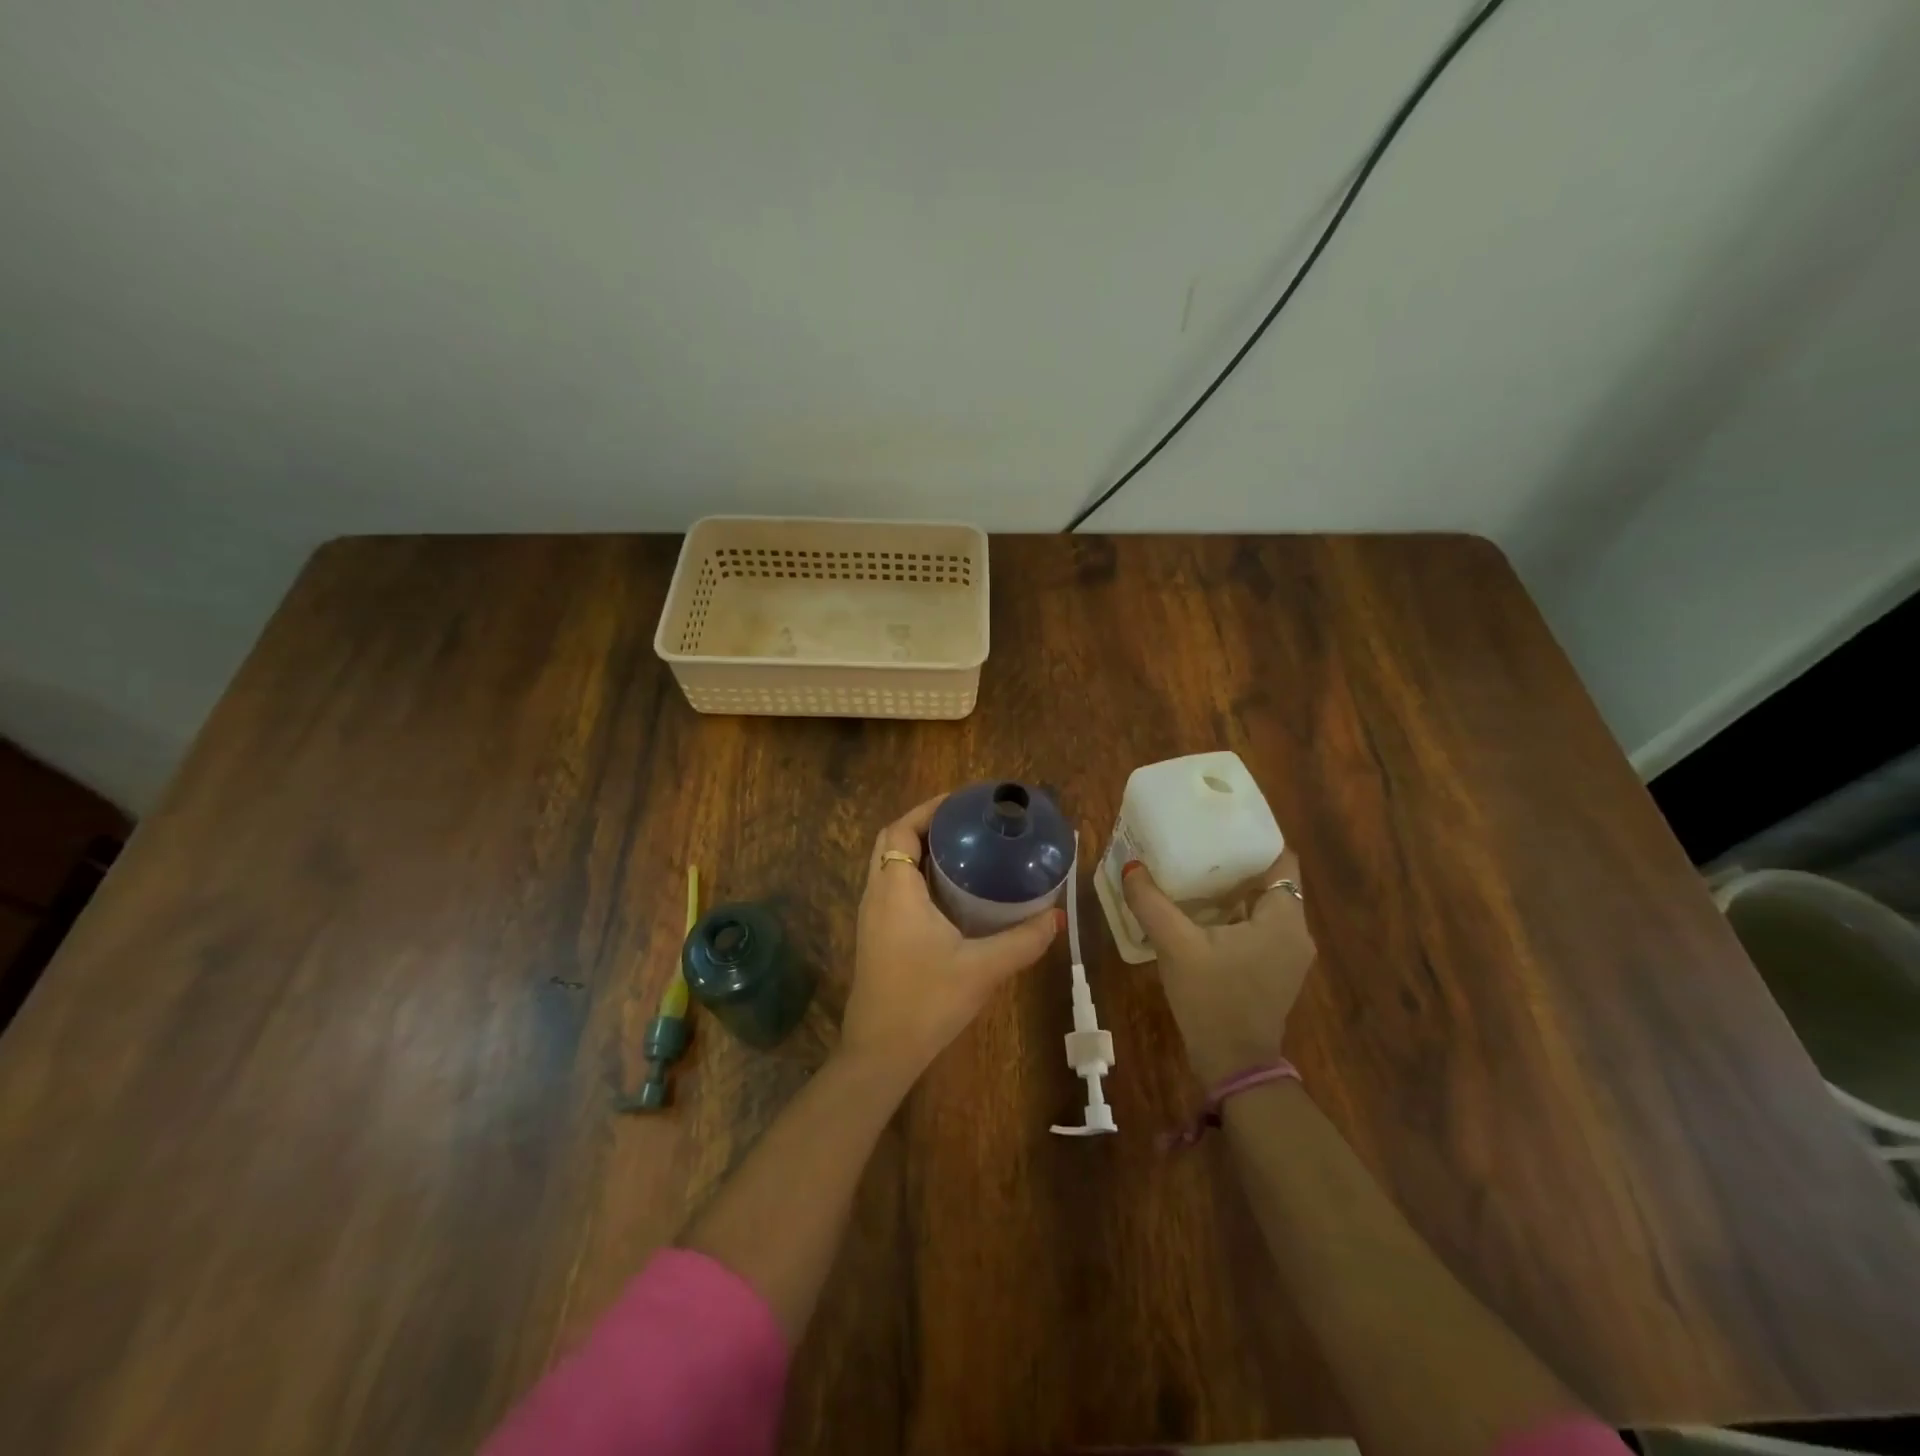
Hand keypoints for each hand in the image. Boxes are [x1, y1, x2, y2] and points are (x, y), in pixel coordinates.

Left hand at [841, 795, 1061, 1089]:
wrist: (880, 1053)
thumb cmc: (927, 1001)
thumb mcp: (983, 969)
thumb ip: (1023, 941)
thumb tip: (1057, 917)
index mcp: (895, 890)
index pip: (901, 830)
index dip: (928, 809)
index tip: (962, 802)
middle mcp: (876, 895)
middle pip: (891, 842)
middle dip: (924, 824)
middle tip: (965, 824)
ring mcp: (871, 918)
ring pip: (888, 866)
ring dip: (916, 850)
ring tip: (961, 850)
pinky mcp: (874, 937)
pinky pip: (890, 888)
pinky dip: (913, 875)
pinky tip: (948, 893)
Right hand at [1122, 846, 1314, 1085]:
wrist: (1233, 1065)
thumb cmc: (1212, 1000)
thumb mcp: (1176, 946)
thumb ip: (1151, 903)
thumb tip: (1130, 866)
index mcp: (1284, 919)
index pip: (1281, 859)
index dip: (1254, 837)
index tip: (1221, 823)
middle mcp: (1295, 932)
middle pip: (1270, 880)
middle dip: (1236, 861)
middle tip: (1197, 842)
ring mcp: (1288, 954)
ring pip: (1263, 905)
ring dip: (1233, 889)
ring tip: (1194, 869)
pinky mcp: (1274, 970)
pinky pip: (1258, 926)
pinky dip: (1234, 913)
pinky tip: (1200, 910)